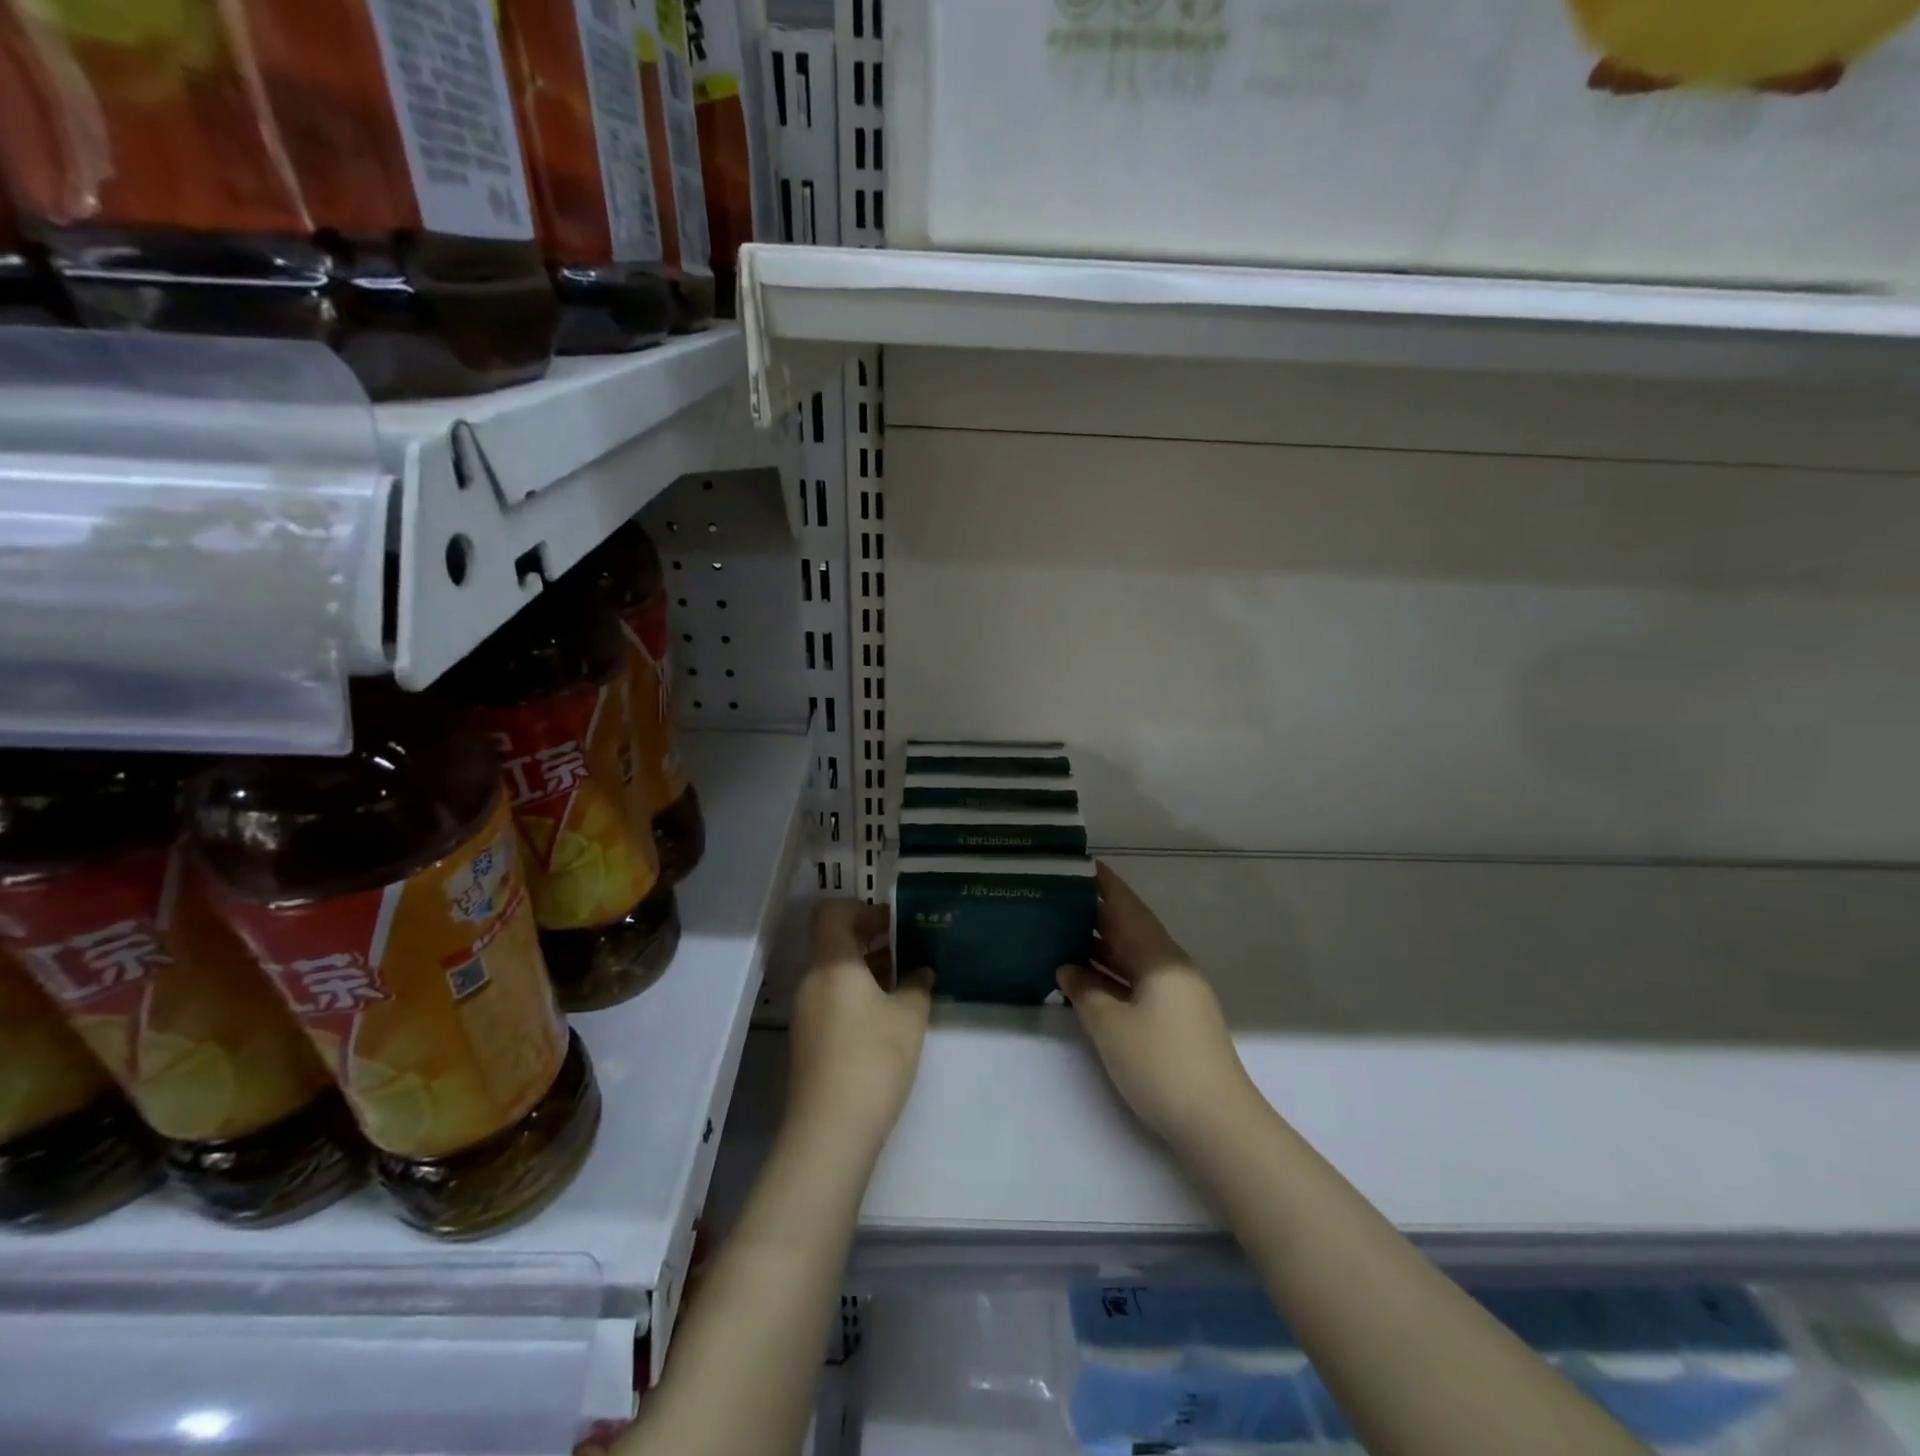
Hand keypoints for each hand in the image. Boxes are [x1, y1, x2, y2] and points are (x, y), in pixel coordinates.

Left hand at [787, 900, 933, 1149]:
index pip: (832, 913)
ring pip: (834, 973)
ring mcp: (806, 1012)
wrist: (830, 1131)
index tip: (893, 922)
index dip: (862, 909)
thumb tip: (920, 971)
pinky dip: (857, 995)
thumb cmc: (873, 1059)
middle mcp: (812, 980)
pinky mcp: (808, 1040)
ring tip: (904, 983)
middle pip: (833, 942)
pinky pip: (832, 999)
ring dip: (866, 969)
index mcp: (832, 963)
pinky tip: (886, 1016)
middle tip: (907, 948)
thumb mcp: (909, 1016)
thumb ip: (917, 985)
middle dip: (870, 939)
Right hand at [1058, 863, 1257, 1145]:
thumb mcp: (1111, 1026)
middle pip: (1131, 930)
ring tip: (1062, 932)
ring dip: (1101, 947)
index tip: (1081, 865)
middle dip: (1097, 914)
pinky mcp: (1174, 1019)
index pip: (1128, 909)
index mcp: (1161, 958)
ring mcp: (1175, 995)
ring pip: (1133, 958)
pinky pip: (1137, 982)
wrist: (1216, 1124)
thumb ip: (1085, 991)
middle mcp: (1171, 968)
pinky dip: (1111, 975)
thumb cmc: (1161, 1064)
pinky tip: (1085, 978)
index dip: (1105, 886)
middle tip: (1059, 898)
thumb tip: (1068, 969)